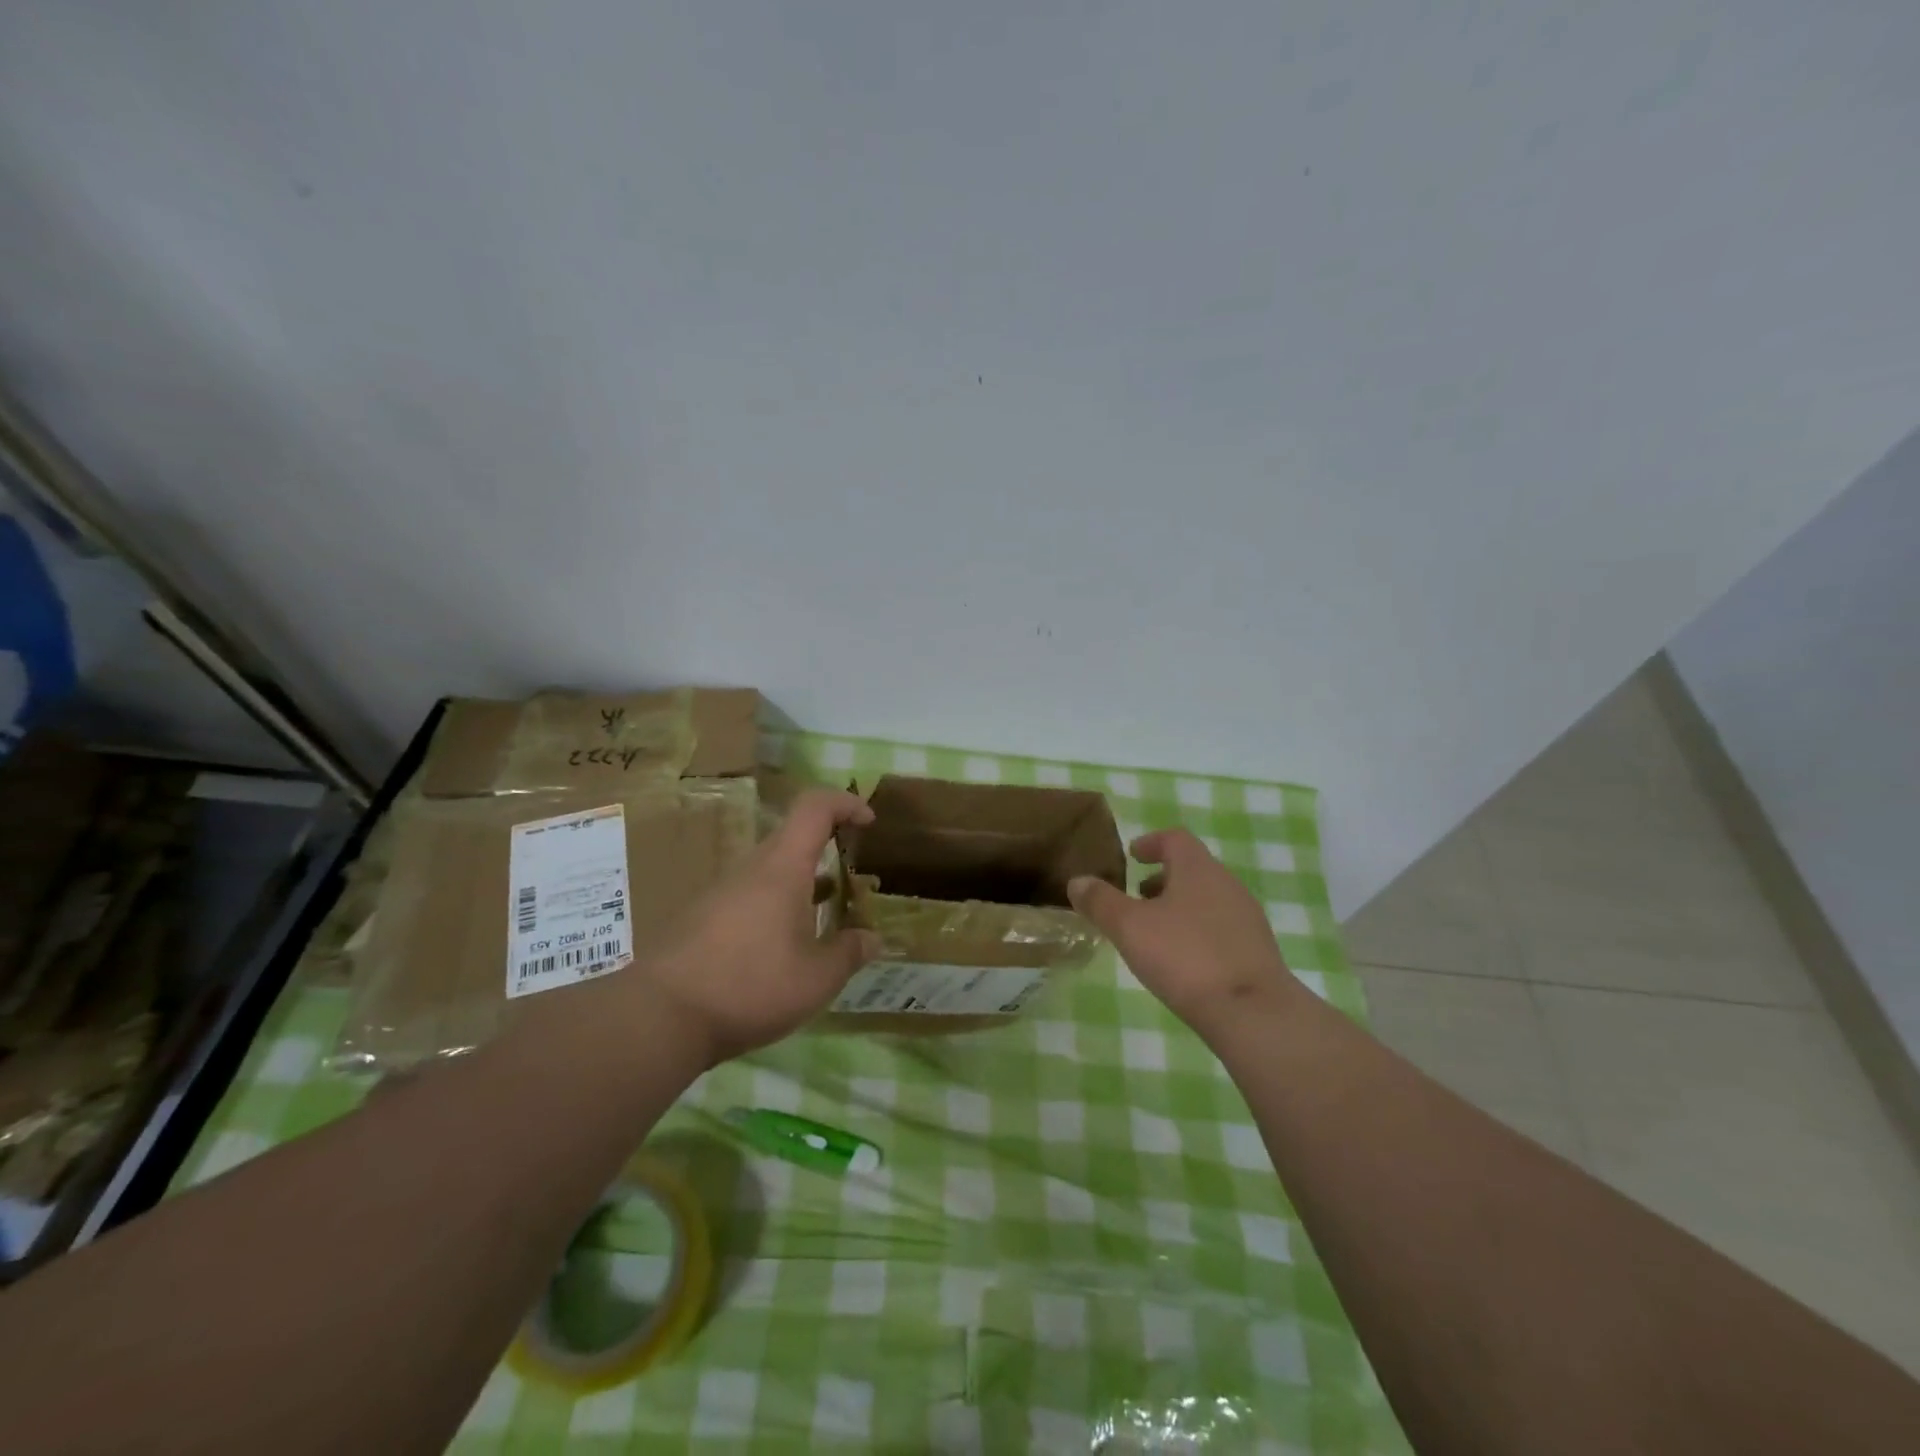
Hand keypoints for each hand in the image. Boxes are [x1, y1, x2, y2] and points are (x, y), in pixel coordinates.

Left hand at [638, 789, 880, 1065]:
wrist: (659, 1016)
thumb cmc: (749, 985)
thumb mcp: (816, 979)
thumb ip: (849, 953)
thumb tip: (871, 939)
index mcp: (782, 867)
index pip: (815, 807)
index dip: (846, 803)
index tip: (870, 823)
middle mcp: (751, 869)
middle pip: (794, 839)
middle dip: (829, 851)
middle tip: (853, 884)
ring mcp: (723, 893)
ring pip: (772, 872)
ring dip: (804, 885)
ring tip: (825, 922)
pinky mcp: (703, 919)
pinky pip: (752, 897)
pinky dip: (778, 908)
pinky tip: (784, 950)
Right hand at [1068, 828, 1301, 1034]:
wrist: (1252, 1013)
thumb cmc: (1185, 957)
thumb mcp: (1129, 928)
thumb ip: (1101, 901)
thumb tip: (1078, 881)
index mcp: (1198, 869)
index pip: (1174, 839)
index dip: (1151, 843)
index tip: (1132, 855)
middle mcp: (1227, 884)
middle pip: (1192, 869)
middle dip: (1162, 878)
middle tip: (1136, 896)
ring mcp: (1247, 918)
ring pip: (1207, 899)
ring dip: (1179, 906)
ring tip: (1155, 932)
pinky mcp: (1257, 950)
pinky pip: (1220, 927)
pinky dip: (1197, 930)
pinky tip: (1183, 961)